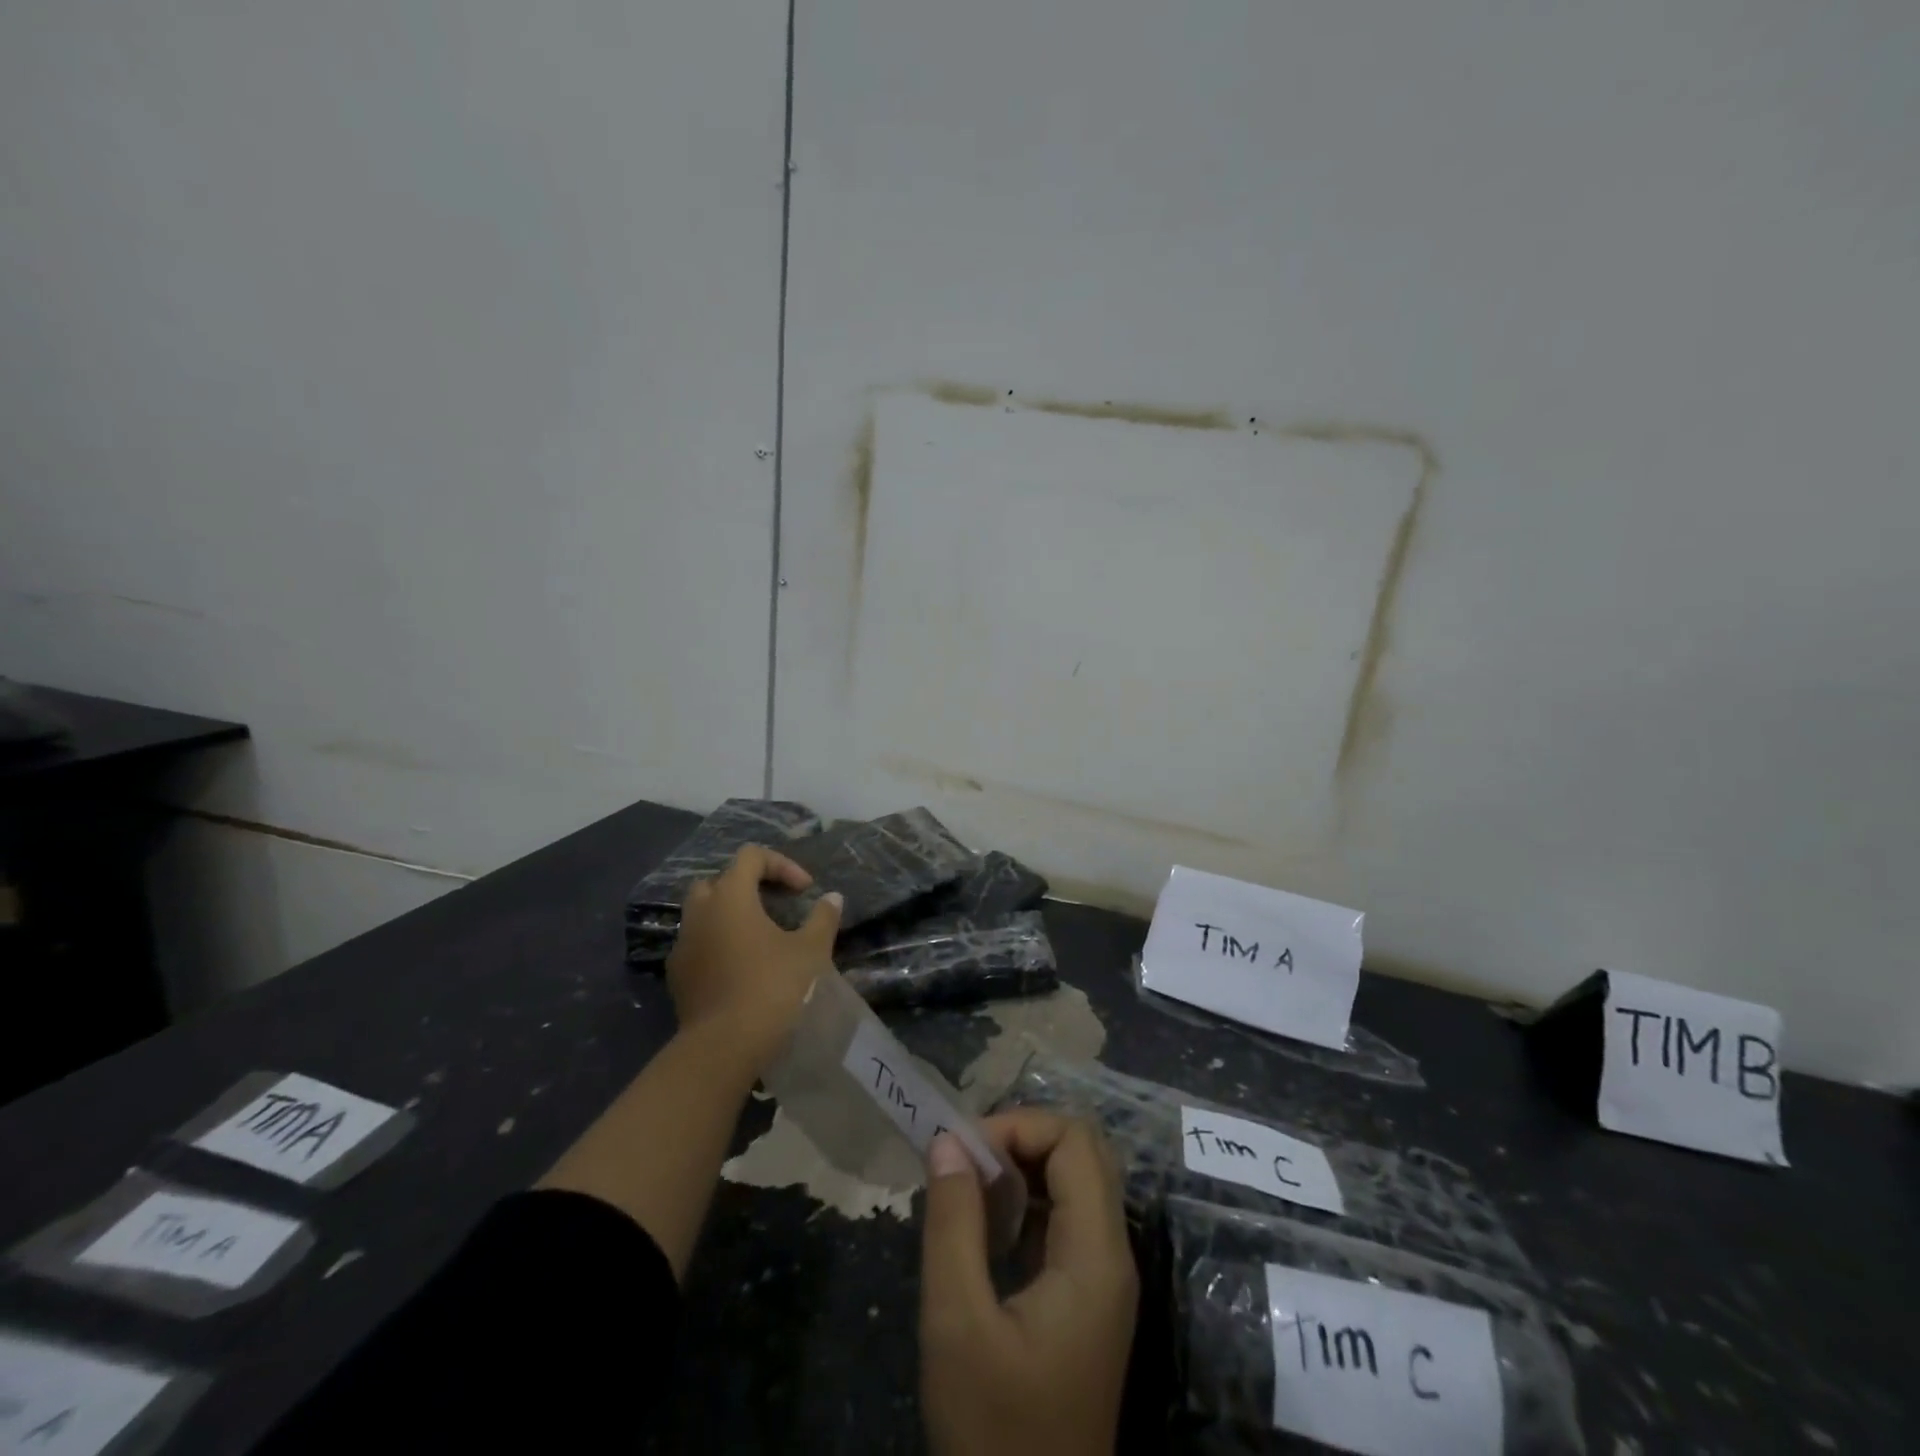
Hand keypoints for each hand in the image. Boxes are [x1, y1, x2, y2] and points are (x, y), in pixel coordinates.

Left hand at [665, 844, 842, 1068]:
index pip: (751, 857)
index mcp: (730, 896)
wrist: (724, 1047)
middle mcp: (699, 912)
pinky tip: (740, 967)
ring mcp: (683, 945)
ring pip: (703, 913)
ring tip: (760, 937)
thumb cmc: (772, 987)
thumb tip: (832, 898)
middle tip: (775, 905)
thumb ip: (822, 918)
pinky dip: (718, 943)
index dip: (781, 865)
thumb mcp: (810, 950)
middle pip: (720, 881)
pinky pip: (697, 944)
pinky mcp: (677, 976)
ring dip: (730, 915)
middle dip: (748, 886)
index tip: (805, 891)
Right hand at [919, 1111, 1137, 1455]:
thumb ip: (953, 1223)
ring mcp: (1103, 1277)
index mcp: (1095, 1255)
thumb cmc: (994, 1429)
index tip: (964, 1151)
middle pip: (1082, 1152)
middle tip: (966, 1161)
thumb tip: (947, 1141)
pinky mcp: (1086, 1296)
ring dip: (1023, 1166)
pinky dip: (1028, 1200)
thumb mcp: (957, 1324)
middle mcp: (1112, 1254)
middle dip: (1022, 1138)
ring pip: (1077, 1180)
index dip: (1019, 1126)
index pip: (1074, 1141)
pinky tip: (987, 1226)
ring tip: (969, 1186)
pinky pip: (1067, 1216)